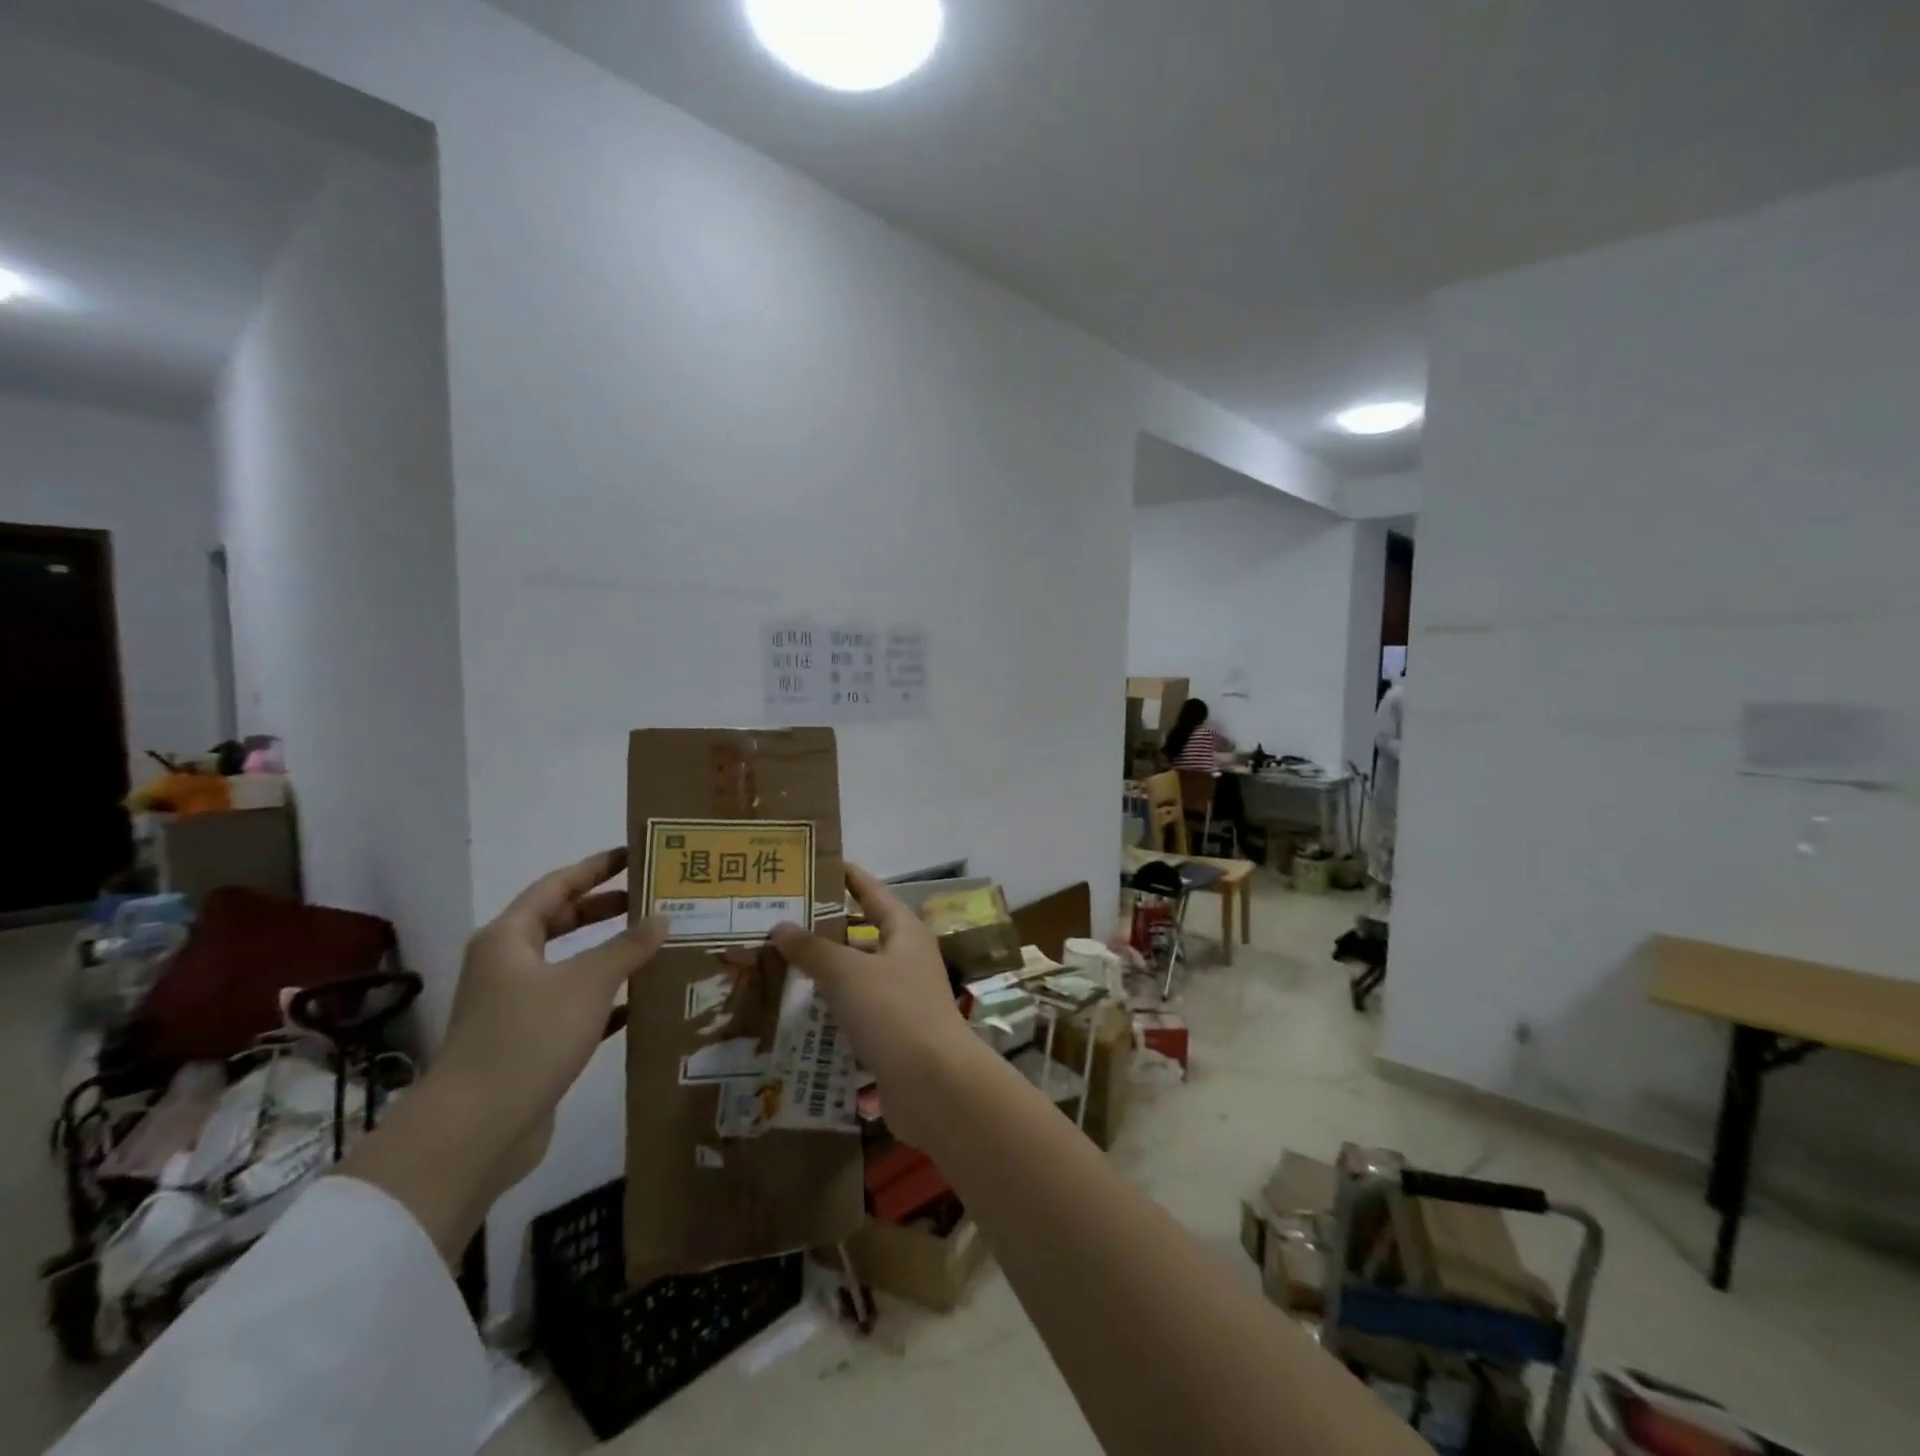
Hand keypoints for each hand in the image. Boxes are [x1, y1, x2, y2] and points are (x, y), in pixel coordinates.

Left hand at [437, 848, 666, 1185]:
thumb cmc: (528, 1037)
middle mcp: (507, 966)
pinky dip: (605, 998)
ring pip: (570, 965)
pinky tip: (640, 1001)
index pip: (556, 886)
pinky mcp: (529, 1043)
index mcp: (509, 939)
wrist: (475, 1131)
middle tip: (650, 897)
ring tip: (654, 942)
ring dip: (609, 954)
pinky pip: (574, 1006)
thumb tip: (663, 916)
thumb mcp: (587, 982)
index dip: (596, 868)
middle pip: (560, 922)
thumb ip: (628, 946)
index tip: (633, 854)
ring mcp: (515, 1007)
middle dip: (604, 908)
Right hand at [771, 865, 979, 1146]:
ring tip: (775, 969)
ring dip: (822, 976)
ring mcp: (900, 1000)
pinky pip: (854, 1015)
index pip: (872, 892)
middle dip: (822, 932)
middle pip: (860, 936)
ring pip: (855, 979)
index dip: (847, 877)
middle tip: (777, 924)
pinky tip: (794, 1019)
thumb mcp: (848, 973)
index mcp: (904, 932)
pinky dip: (829, 1014)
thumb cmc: (894, 1012)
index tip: (818, 864)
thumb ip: (813, 949)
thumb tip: (781, 925)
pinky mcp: (891, 1036)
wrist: (935, 1085)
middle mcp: (905, 960)